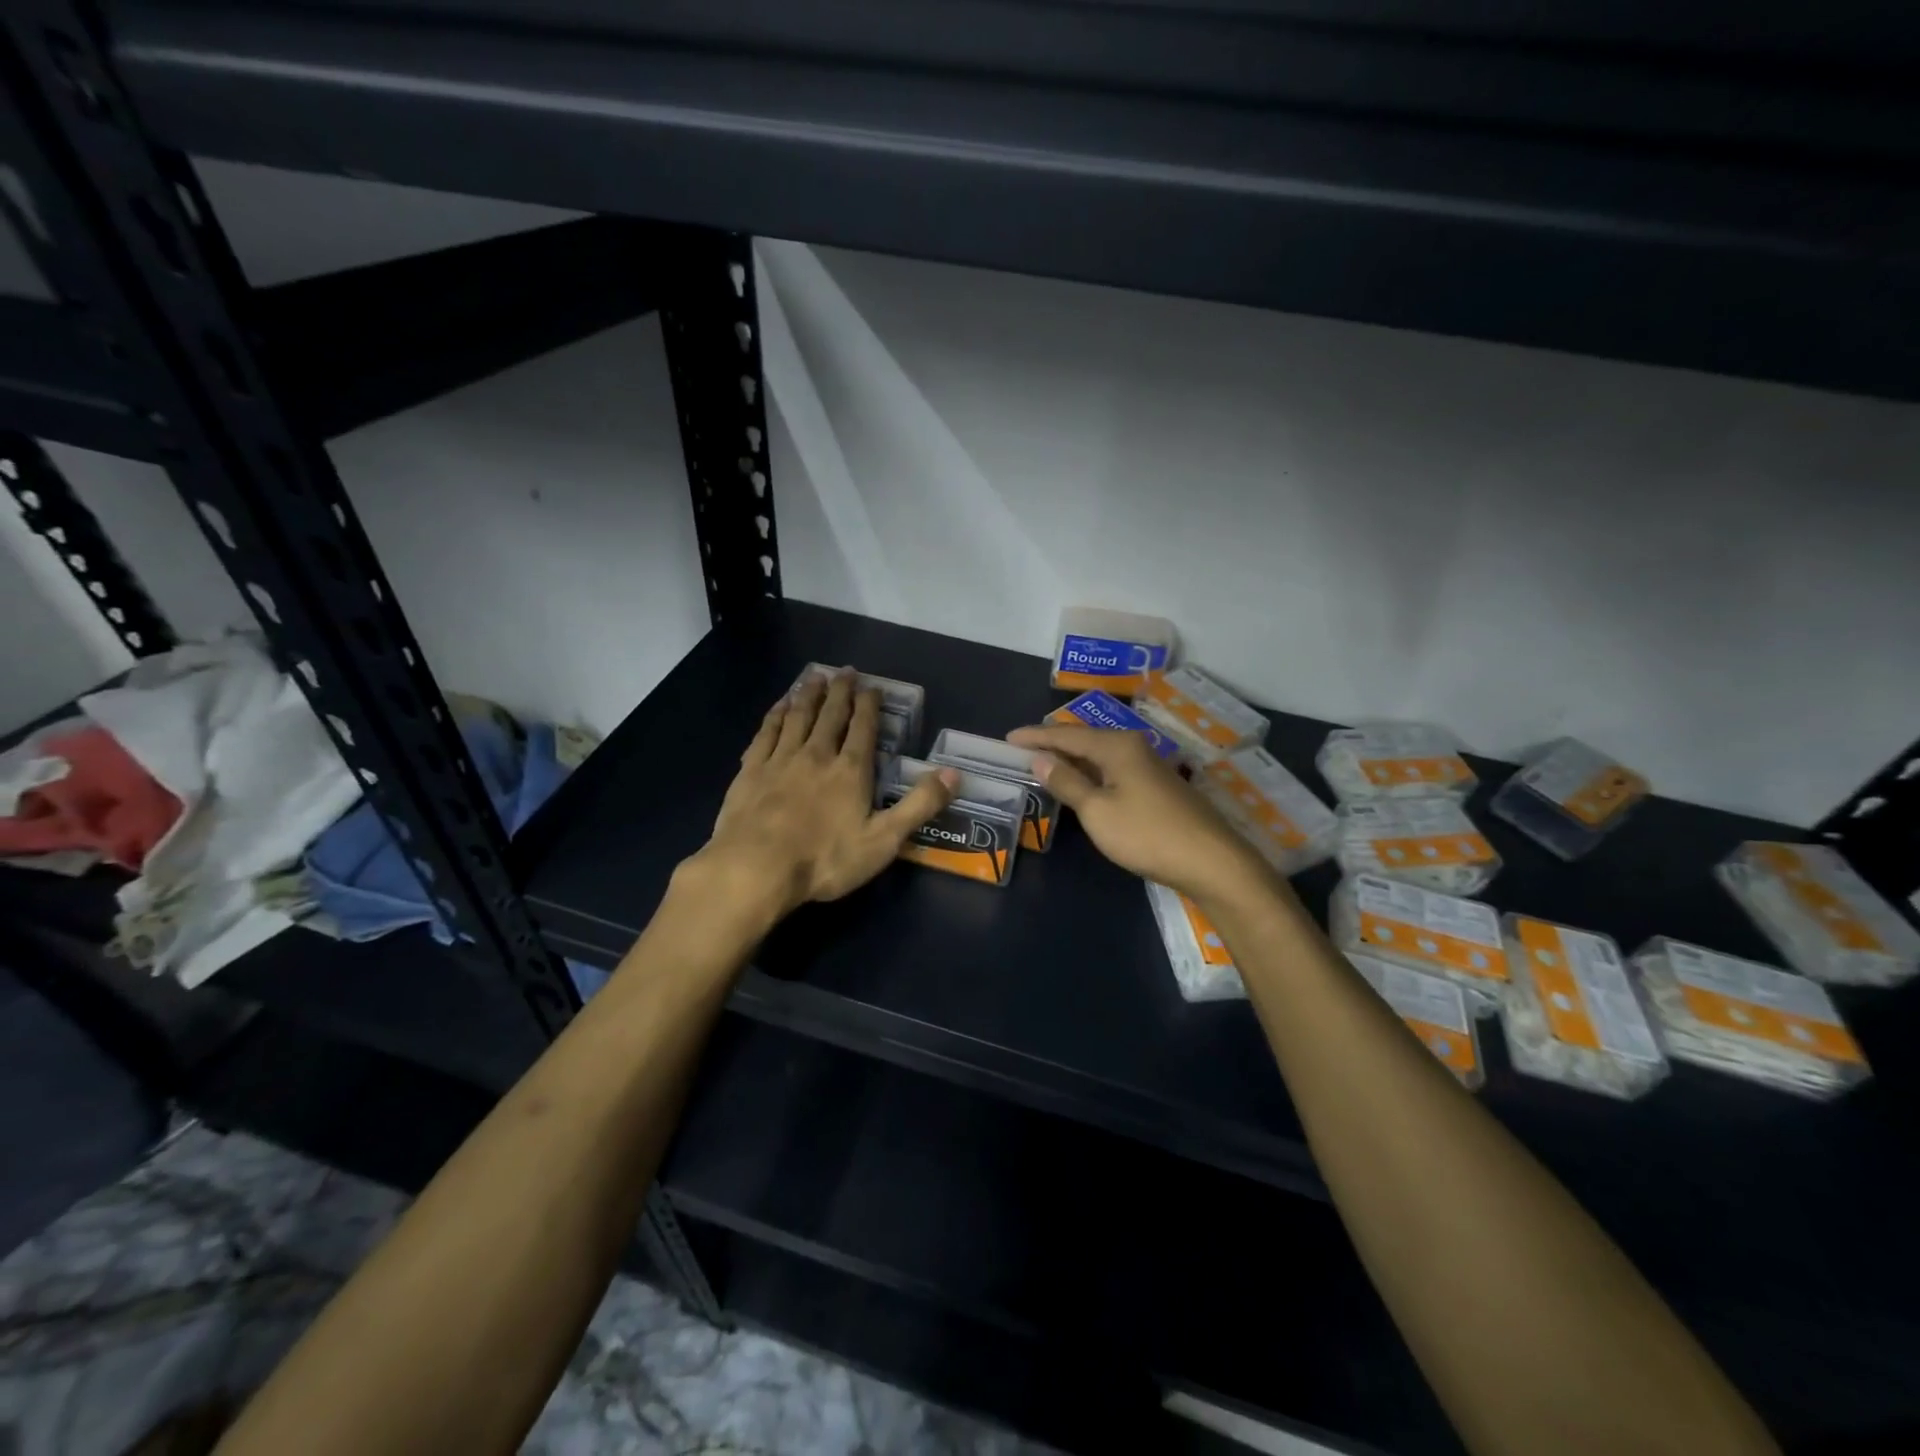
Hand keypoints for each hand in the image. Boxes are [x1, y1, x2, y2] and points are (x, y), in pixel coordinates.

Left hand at [689, 670, 955, 922]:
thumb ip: (919, 805)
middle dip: (841, 692)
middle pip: (831, 715)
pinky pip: (766, 732)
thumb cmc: (825, 859)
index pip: (863, 728)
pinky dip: (775, 715)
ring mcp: (780, 760)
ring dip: (809, 695)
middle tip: (845, 671)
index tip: (872, 686)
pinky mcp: (751, 770)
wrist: (755, 868)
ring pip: (798, 717)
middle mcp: (817, 755)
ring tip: (815, 677)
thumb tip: (954, 774)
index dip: (869, 705)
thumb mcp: (884, 840)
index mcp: (851, 771)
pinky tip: (779, 706)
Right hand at [1007, 723, 1272, 902]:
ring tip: (1044, 763)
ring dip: (1072, 759)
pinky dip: (1090, 772)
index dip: (1035, 737)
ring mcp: (1149, 766)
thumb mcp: (1097, 811)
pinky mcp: (1157, 786)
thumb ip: (1067, 783)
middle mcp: (1133, 746)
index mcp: (1116, 746)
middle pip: (1084, 740)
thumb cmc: (1146, 834)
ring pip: (1100, 755)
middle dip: (1052, 743)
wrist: (1210, 861)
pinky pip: (1113, 769)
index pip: (1066, 735)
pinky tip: (1082, 783)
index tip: (1007, 738)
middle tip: (1021, 748)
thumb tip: (1040, 758)